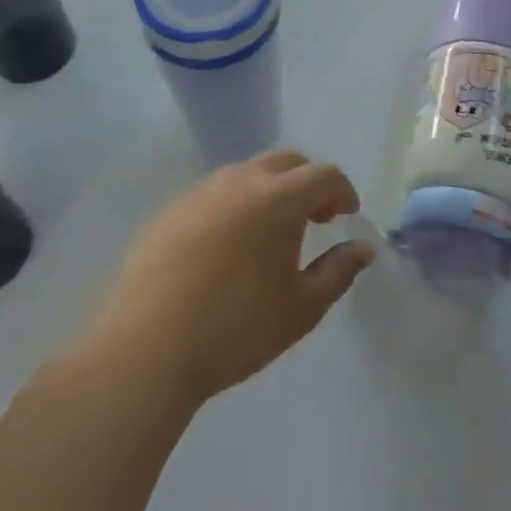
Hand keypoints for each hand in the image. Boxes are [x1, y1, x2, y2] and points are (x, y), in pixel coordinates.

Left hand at [97, 151, 375, 404]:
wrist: (148, 348)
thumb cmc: (237, 327)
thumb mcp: (302, 307)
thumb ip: (339, 272)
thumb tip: (362, 249)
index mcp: (279, 197)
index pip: (323, 175)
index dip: (342, 191)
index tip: (347, 215)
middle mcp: (240, 181)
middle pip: (286, 162)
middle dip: (308, 182)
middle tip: (315, 217)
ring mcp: (200, 192)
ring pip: (246, 174)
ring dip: (269, 191)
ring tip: (270, 233)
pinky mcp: (169, 211)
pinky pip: (213, 195)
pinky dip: (233, 206)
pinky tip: (226, 248)